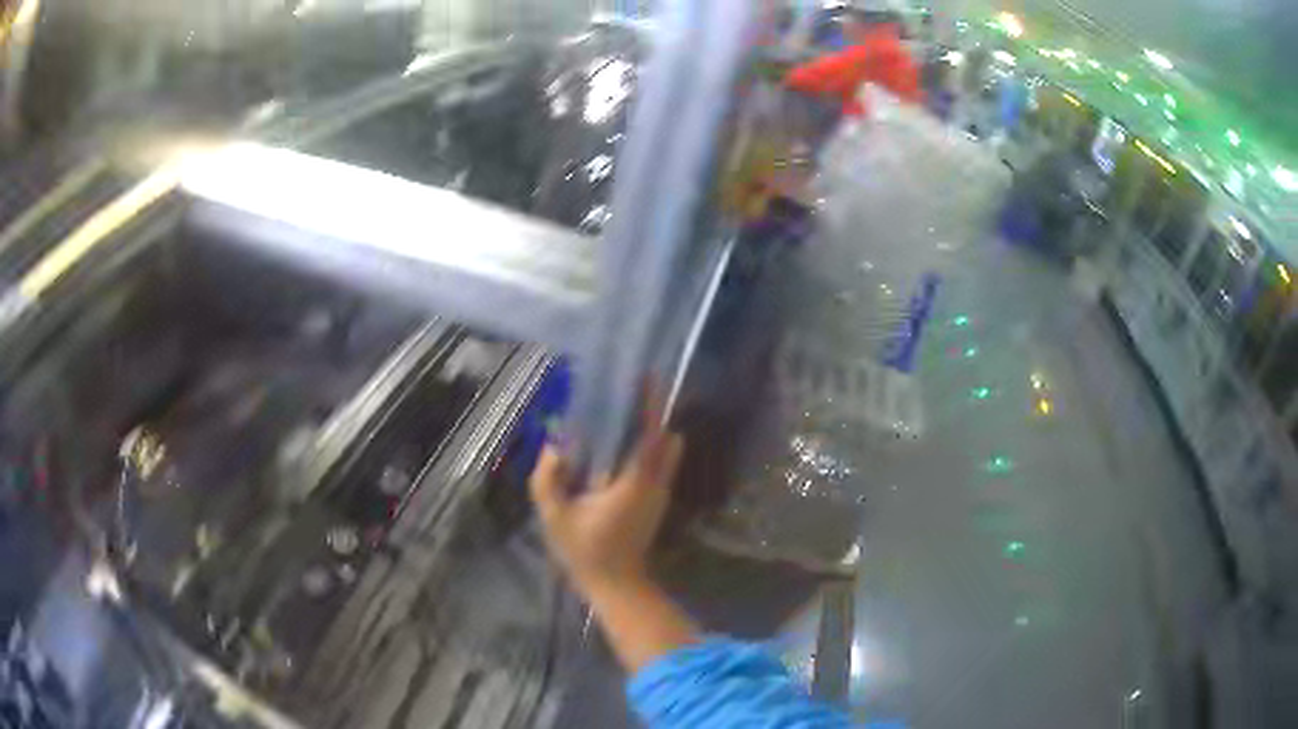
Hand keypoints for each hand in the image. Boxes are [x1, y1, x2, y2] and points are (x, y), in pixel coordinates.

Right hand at [529, 416, 684, 597]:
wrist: (615, 584)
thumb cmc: (586, 550)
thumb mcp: (555, 517)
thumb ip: (547, 479)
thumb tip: (554, 448)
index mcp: (636, 483)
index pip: (652, 436)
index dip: (651, 406)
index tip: (648, 379)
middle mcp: (656, 484)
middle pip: (667, 439)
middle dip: (653, 416)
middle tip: (628, 399)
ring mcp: (660, 495)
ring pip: (667, 453)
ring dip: (651, 434)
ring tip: (620, 421)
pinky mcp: (657, 503)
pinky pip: (660, 466)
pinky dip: (648, 451)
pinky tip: (618, 452)